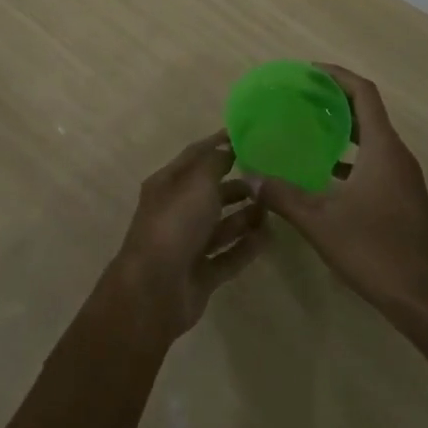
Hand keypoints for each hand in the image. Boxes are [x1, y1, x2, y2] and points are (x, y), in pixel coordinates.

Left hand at [108, 134, 266, 338]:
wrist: (154, 290)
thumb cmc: (175, 224)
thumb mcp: (197, 182)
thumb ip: (216, 162)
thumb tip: (228, 150)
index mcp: (168, 184)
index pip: (195, 156)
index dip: (218, 144)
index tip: (246, 137)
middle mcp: (176, 211)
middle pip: (210, 192)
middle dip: (237, 184)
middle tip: (268, 178)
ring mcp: (187, 245)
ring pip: (221, 225)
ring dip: (245, 216)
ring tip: (273, 207)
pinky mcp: (201, 274)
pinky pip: (229, 255)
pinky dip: (247, 246)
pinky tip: (270, 237)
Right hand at [256, 66, 427, 330]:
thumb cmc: (377, 252)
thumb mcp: (321, 222)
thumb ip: (283, 196)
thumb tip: (250, 175)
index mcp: (383, 148)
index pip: (363, 93)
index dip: (337, 76)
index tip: (308, 71)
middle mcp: (397, 155)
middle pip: (367, 112)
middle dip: (335, 100)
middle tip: (299, 98)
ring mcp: (403, 178)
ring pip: (371, 139)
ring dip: (343, 129)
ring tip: (307, 129)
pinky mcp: (403, 199)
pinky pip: (374, 162)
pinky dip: (350, 157)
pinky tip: (324, 174)